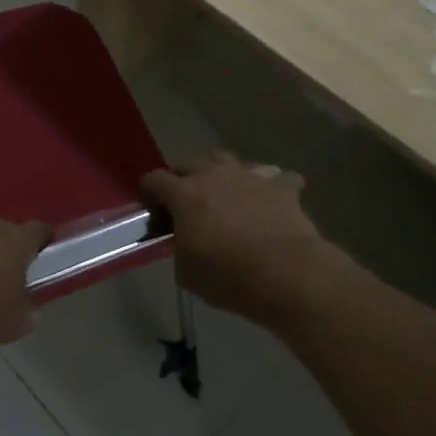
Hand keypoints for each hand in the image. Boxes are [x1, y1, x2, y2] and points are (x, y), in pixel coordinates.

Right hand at [142, 154, 334, 328]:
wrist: (286, 274)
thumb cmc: (227, 276)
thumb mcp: (186, 272)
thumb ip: (179, 248)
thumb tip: (184, 242)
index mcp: (184, 194)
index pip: (153, 180)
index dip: (149, 194)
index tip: (154, 211)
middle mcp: (213, 175)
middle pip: (188, 163)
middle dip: (183, 179)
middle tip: (187, 204)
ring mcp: (249, 176)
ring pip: (228, 159)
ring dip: (222, 173)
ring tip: (226, 195)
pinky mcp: (281, 187)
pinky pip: (277, 178)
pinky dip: (272, 187)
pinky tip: (272, 201)